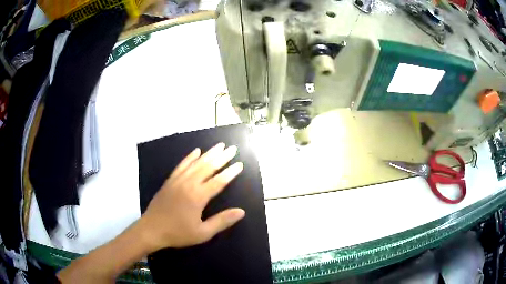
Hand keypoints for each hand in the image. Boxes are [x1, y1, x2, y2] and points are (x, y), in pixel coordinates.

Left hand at [139, 143, 244, 251]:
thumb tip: (241, 211)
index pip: (218, 181)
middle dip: (221, 157)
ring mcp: (177, 181)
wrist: (151, 230)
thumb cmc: (178, 233)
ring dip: (208, 154)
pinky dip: (189, 157)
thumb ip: (222, 221)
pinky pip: (181, 165)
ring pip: (195, 163)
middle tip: (232, 148)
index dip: (230, 173)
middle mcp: (188, 184)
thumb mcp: (202, 233)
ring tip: (219, 145)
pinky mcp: (169, 181)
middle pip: (207, 167)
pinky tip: (196, 151)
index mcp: (197, 197)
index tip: (240, 164)